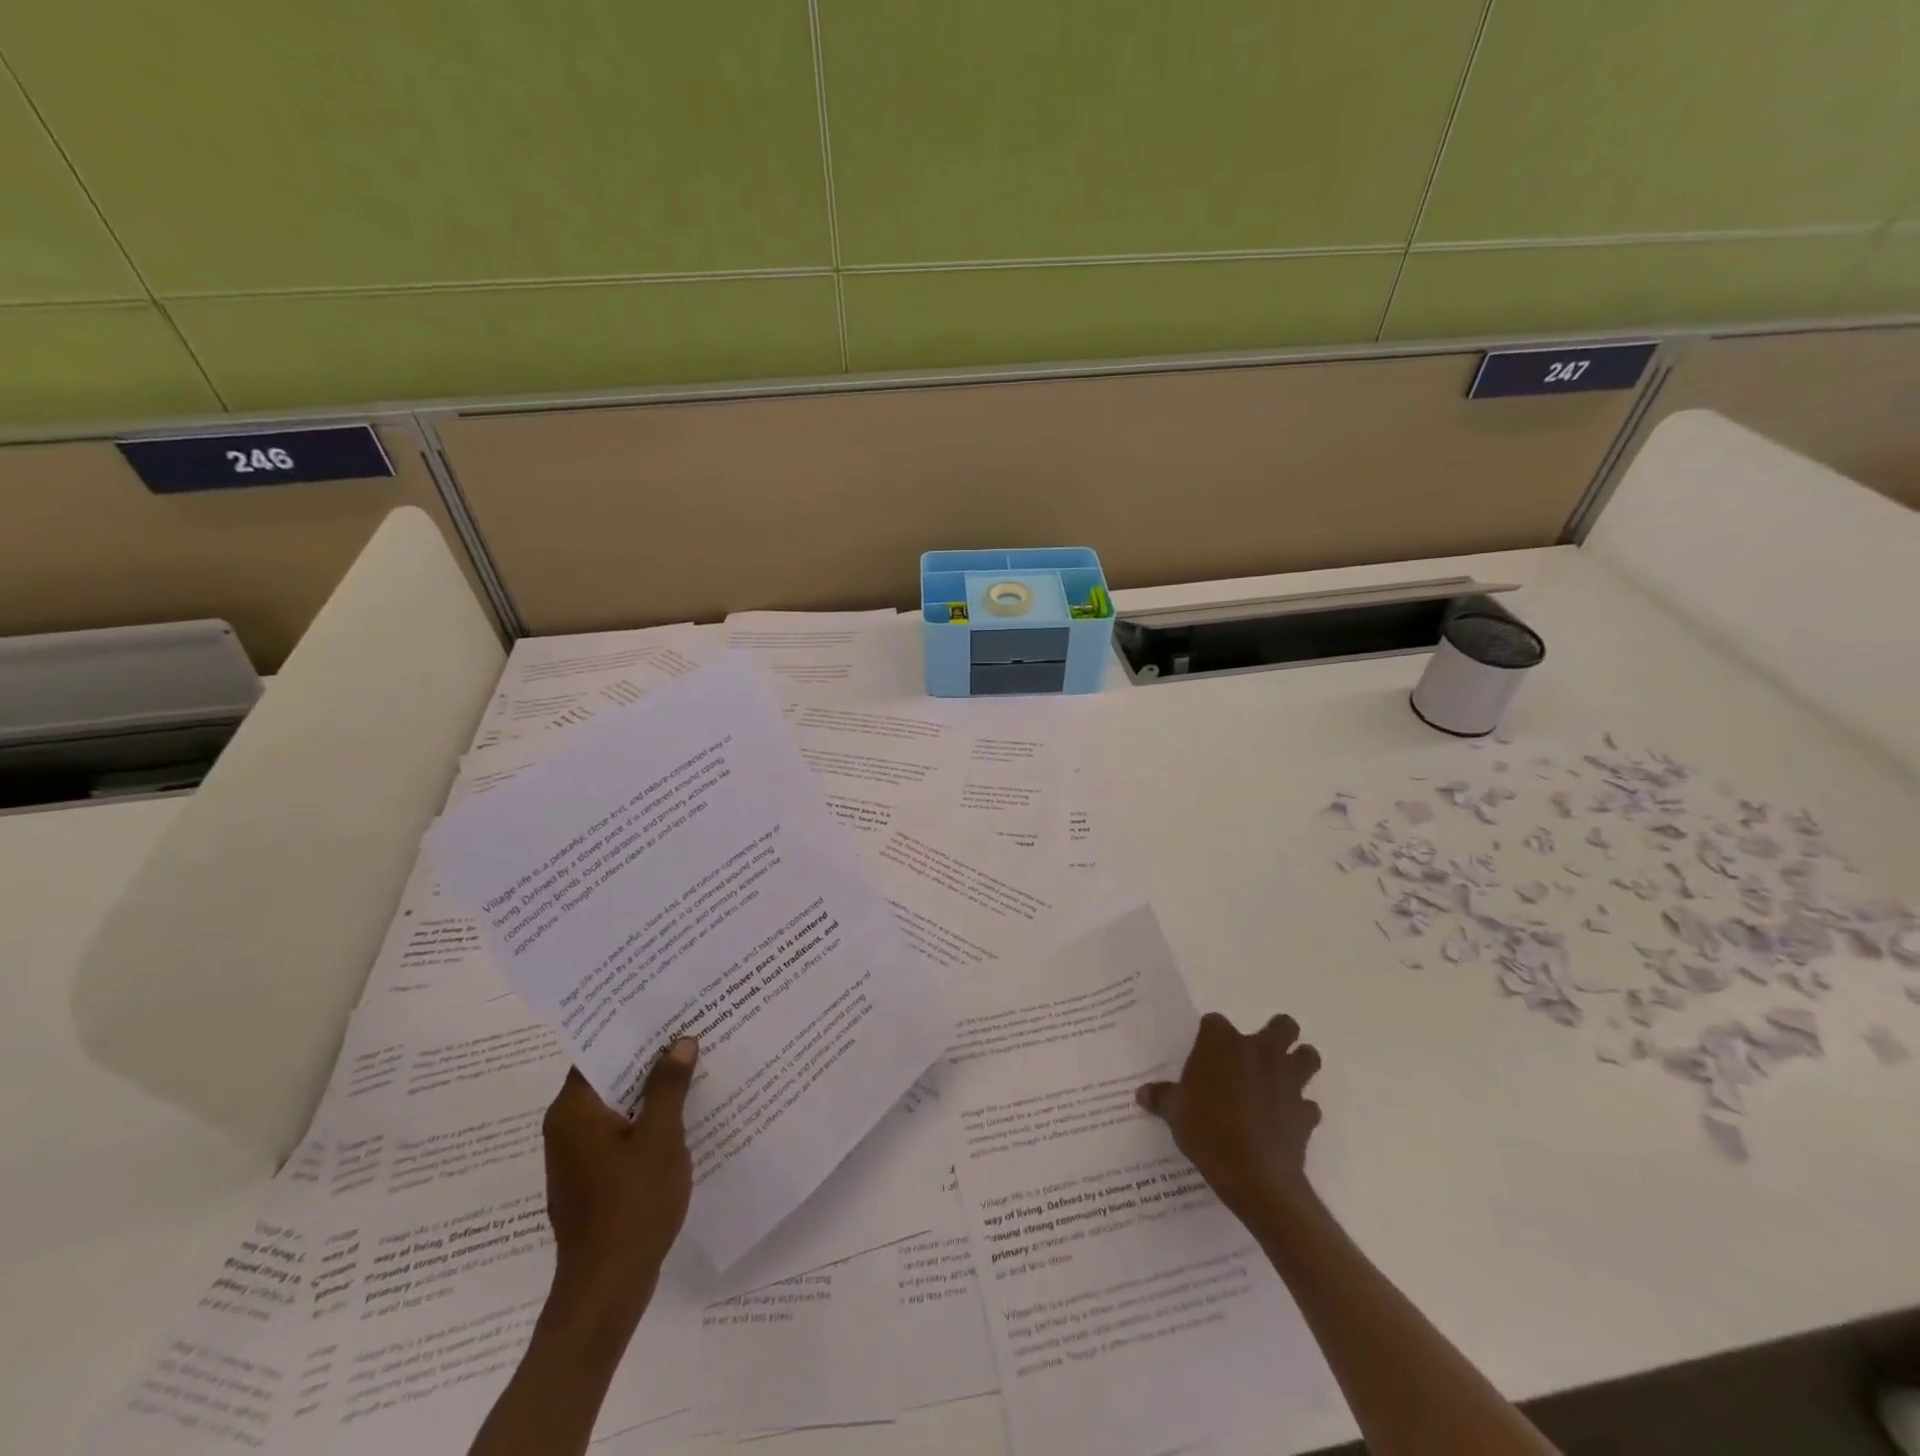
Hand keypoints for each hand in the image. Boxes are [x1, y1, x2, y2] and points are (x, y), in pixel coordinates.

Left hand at [542, 1038, 697, 1322]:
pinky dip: (646, 1117)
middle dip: (648, 1055)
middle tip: (689, 1027)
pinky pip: (619, 1130)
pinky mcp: (590, 1178)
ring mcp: (576, 1155)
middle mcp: (566, 1127)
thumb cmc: (632, 1206)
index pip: (599, 1050)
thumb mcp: (661, 1138)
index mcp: (574, 1111)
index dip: (632, 1027)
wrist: (605, 1290)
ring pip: (617, 1104)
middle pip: (608, 1075)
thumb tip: (680, 1041)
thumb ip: (668, 1086)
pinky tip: (682, 1111)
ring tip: (693, 1061)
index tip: (665, 1006)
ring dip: (650, 1087)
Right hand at [1136, 1012, 1321, 1219]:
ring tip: (1281, 1080)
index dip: (1211, 1036)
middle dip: (1277, 1034)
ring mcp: (1288, 1081)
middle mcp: (1260, 1052)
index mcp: (1223, 1044)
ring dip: (1298, 1063)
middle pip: (1282, 1026)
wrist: (1255, 1178)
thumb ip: (1161, 1098)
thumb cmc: (1208, 1132)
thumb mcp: (1175, 1114)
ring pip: (1308, 1056)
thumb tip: (1142, 1094)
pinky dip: (1300, 1110)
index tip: (1205, 1054)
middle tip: (1258, 1055)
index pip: (1215, 1022)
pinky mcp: (1306, 1113)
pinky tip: (1284, 1122)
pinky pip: (1308, 1105)